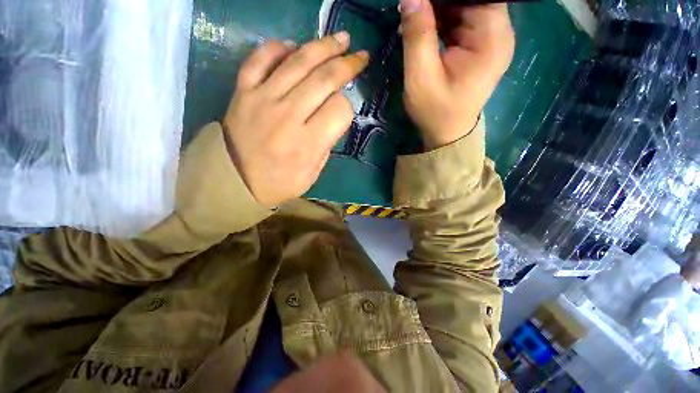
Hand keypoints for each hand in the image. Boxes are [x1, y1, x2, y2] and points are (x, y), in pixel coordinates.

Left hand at [224, 33, 368, 206]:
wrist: (234, 181)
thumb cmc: (280, 182)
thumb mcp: (312, 174)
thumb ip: (326, 144)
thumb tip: (333, 116)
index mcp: (307, 143)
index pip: (339, 109)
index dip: (347, 106)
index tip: (343, 111)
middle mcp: (287, 116)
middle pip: (324, 79)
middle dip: (347, 64)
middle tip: (359, 55)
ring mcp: (262, 99)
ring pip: (298, 61)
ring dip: (323, 47)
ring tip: (340, 39)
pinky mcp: (243, 91)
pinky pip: (261, 58)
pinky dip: (279, 47)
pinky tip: (294, 47)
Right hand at [400, 0, 514, 148]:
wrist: (446, 135)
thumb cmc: (435, 111)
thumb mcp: (421, 76)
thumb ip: (417, 35)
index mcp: (492, 37)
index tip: (422, 0)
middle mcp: (498, 33)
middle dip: (441, 1)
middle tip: (414, 7)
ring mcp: (489, 40)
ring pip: (465, 8)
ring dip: (439, 10)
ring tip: (415, 18)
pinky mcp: (478, 48)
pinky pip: (461, 23)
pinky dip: (442, 22)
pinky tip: (424, 28)